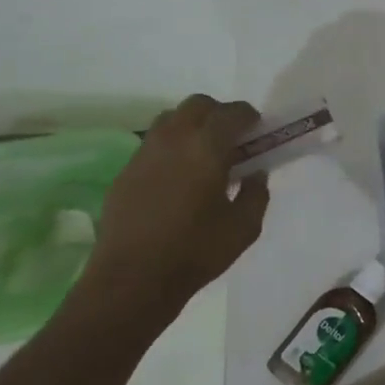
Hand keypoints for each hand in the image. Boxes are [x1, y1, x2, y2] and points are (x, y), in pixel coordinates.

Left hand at [76, 95, 270, 323]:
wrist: (133, 278)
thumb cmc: (196, 252)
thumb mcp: (244, 227)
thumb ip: (256, 194)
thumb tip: (255, 173)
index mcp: (206, 149)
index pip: (231, 113)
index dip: (248, 116)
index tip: (259, 128)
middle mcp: (172, 140)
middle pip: (197, 105)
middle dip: (219, 114)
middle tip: (233, 138)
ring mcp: (144, 154)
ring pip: (170, 119)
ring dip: (192, 126)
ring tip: (205, 154)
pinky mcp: (125, 172)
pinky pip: (153, 144)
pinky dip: (172, 147)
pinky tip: (180, 177)